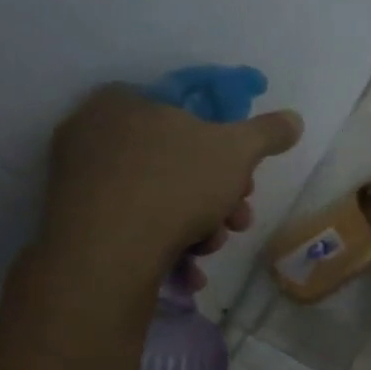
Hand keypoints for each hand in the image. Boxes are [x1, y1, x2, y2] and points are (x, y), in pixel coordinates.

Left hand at [40, 84, 301, 308]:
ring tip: (210, 247)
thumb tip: (294, 119)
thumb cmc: (174, 183)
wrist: (108, 253)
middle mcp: (94, 133)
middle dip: (218, 196)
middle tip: (237, 219)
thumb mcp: (237, 151)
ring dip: (199, 225)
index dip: (226, 149)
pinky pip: (134, 226)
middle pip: (178, 161)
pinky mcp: (77, 222)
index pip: (186, 113)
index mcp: (124, 101)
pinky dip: (166, 245)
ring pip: (160, 198)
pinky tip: (188, 268)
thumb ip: (267, 132)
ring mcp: (80, 180)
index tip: (246, 179)